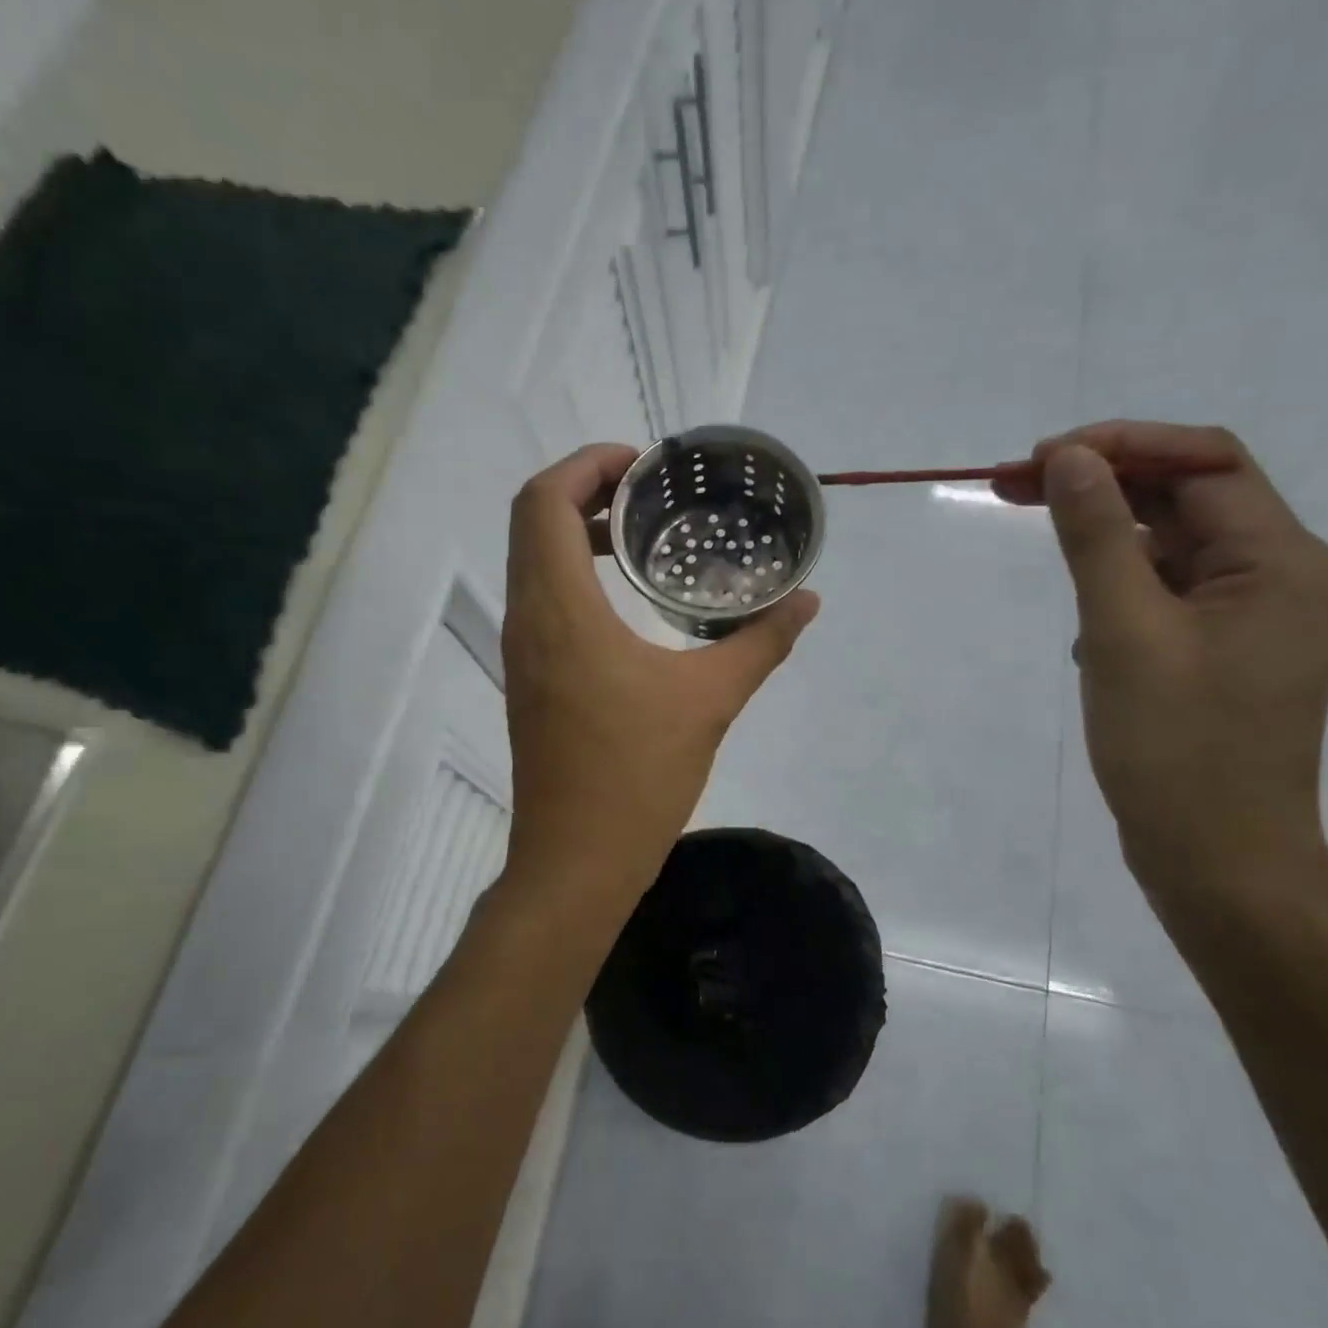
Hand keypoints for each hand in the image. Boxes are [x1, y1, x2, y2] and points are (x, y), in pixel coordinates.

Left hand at [501, 445, 819, 905]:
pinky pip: (540, 602)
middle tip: (649, 496)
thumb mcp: (710, 703)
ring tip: (642, 538)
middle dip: (584, 492)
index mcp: (560, 611)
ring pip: (532, 563)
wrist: (576, 862)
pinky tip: (627, 601)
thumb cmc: (637, 778)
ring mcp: (521, 653)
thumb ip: (761, 643)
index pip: (544, 502)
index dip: (586, 465)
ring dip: (577, 535)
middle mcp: (527, 620)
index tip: (641, 467)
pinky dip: (573, 576)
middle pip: (533, 522)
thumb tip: (806, 601)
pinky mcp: (528, 681)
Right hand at [1029, 421, 1327, 911]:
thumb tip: (1070, 459)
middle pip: (1187, 499)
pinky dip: (1118, 587)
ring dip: (1105, 535)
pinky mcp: (1219, 655)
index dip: (1121, 445)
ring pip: (1171, 547)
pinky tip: (1082, 620)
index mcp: (1280, 561)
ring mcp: (1249, 620)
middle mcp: (1278, 577)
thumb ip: (1098, 538)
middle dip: (1102, 484)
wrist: (1217, 860)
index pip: (1204, 464)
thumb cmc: (1175, 748)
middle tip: (1011, 485)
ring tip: (1036, 534)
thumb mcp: (1124, 633)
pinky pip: (1165, 595)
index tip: (1038, 458)